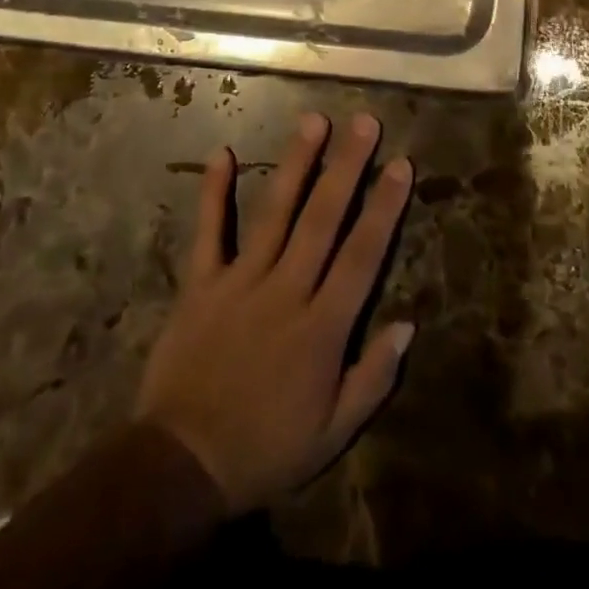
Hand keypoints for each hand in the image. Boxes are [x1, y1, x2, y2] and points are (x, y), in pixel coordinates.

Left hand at [136, 113, 414, 514]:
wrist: (181, 467)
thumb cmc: (265, 449)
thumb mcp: (333, 433)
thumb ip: (373, 377)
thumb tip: (407, 324)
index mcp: (322, 327)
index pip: (362, 254)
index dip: (384, 207)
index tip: (401, 164)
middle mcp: (286, 290)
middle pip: (323, 218)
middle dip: (347, 167)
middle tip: (364, 122)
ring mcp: (241, 282)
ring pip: (275, 212)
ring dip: (296, 164)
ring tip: (314, 121)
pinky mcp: (201, 284)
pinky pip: (209, 231)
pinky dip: (213, 191)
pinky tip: (223, 152)